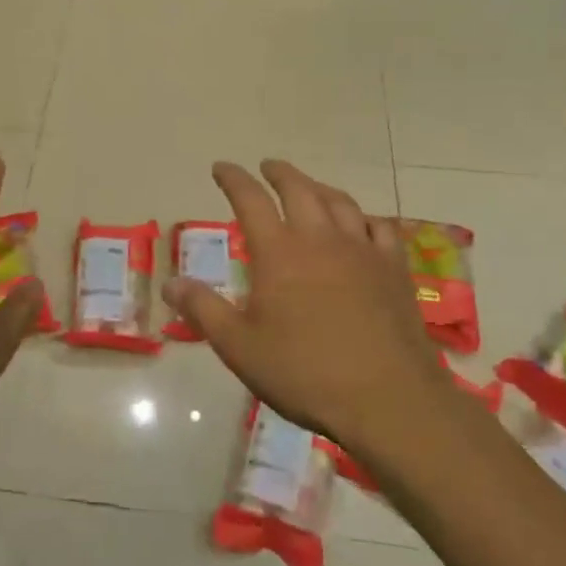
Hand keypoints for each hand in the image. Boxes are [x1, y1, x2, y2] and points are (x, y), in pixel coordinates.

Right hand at [163, 160, 451, 457]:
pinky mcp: (395, 271)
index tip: (221, 168)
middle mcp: (321, 240)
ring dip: (319, 187)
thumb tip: (170, 283)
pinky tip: (362, 224)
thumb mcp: (239, 347)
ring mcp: (363, 252)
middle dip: (279, 173)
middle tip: (267, 167)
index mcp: (279, 253)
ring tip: (309, 186)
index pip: (250, 200)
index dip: (233, 179)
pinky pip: (381, 228)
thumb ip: (203, 309)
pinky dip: (365, 217)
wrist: (388, 399)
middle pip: (299, 189)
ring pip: (340, 202)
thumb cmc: (304, 373)